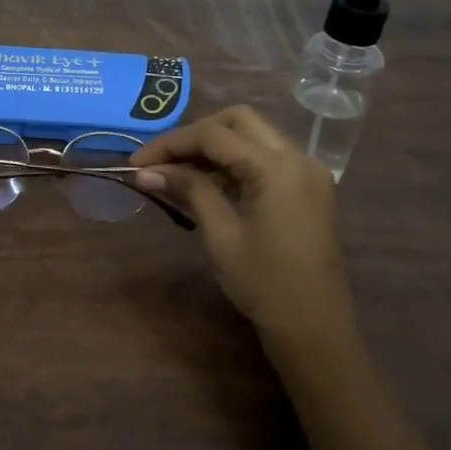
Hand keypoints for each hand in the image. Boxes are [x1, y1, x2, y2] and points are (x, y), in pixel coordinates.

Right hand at [130, 105, 355, 359]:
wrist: (314, 328)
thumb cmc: (264, 283)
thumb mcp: (221, 234)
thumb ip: (188, 191)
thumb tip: (147, 172)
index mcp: (277, 167)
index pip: (215, 136)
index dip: (171, 144)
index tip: (136, 163)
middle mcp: (298, 158)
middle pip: (239, 121)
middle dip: (195, 135)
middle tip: (161, 160)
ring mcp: (307, 172)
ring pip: (254, 136)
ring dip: (215, 146)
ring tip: (177, 172)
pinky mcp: (308, 189)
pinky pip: (267, 158)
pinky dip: (235, 162)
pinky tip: (207, 183)